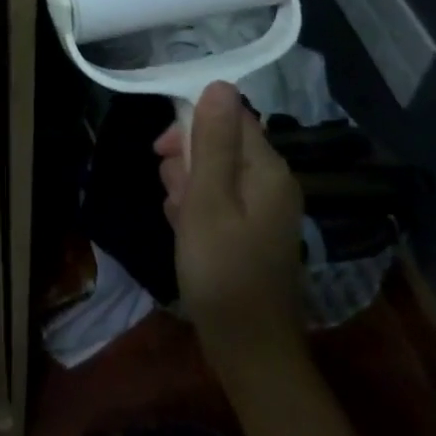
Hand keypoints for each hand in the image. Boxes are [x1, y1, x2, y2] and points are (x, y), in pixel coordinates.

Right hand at [155, 81, 306, 376]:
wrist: (248, 351)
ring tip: (177, 217)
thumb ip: (211, 141)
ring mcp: (264, 210)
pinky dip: (196, 209)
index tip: (162, 150)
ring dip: (187, 186)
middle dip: (187, 159)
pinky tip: (183, 230)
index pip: (230, 117)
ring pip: (215, 174)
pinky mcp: (252, 233)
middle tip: (172, 192)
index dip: (192, 125)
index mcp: (269, 169)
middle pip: (221, 144)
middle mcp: (273, 183)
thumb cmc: (222, 271)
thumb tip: (219, 84)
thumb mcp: (207, 200)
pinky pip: (219, 201)